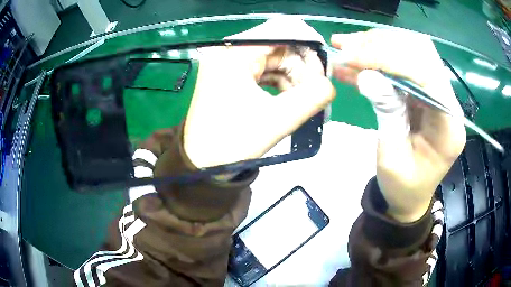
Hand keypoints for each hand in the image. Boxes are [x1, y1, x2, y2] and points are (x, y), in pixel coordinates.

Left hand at [184, 19, 334, 168]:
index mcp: (234, 53)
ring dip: (293, 77)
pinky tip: (288, 98)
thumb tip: (330, 85)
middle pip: (279, 45)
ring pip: (274, 58)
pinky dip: (280, 82)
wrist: (201, 162)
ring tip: (301, 101)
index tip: (324, 69)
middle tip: (316, 92)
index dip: (309, 45)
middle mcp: (229, 50)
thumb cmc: (232, 143)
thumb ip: (311, 98)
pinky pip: (264, 69)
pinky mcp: (231, 74)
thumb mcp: (277, 120)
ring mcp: (228, 62)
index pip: (282, 30)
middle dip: (302, 66)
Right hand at [331, 29, 465, 222]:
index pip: (425, 75)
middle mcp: (448, 102)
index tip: (352, 57)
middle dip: (382, 44)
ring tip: (345, 46)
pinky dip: (376, 58)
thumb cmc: (403, 187)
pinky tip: (353, 61)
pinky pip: (401, 64)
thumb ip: (386, 114)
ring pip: (410, 51)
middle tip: (347, 46)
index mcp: (449, 127)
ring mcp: (436, 93)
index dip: (389, 59)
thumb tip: (367, 75)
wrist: (409, 195)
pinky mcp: (423, 92)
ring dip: (376, 45)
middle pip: (421, 53)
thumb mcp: (392, 158)